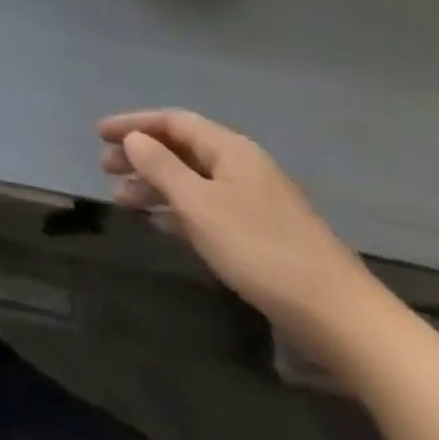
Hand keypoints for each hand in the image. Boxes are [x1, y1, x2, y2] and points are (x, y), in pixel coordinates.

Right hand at [98, 109, 380, 351]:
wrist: (340, 318)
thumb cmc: (260, 250)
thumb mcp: (199, 204)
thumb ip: (160, 166)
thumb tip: (133, 139)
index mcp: (230, 150)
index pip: (173, 121)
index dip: (133, 124)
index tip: (98, 134)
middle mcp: (242, 167)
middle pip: (181, 148)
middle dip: (141, 154)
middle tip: (105, 168)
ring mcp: (254, 202)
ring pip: (192, 180)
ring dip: (154, 185)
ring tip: (122, 201)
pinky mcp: (260, 234)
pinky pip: (205, 207)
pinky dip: (176, 209)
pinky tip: (158, 224)